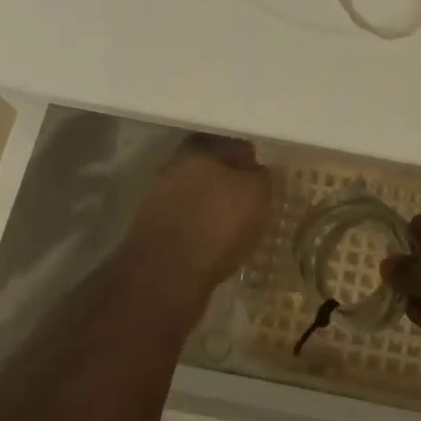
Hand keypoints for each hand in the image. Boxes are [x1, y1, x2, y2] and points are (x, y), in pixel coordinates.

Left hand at [121, 135, 272, 301]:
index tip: (264, 179)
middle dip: (232, 183)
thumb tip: (255, 172)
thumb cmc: (217, 224)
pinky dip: (203, 229)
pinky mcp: (155, 228)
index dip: (251, 160)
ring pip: (200, 196)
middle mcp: (176, 165)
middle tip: (254, 204)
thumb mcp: (256, 193)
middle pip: (214, 170)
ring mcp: (161, 197)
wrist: (166, 276)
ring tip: (237, 228)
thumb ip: (259, 175)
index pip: (233, 144)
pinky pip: (189, 221)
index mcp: (198, 147)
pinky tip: (217, 245)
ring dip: (216, 208)